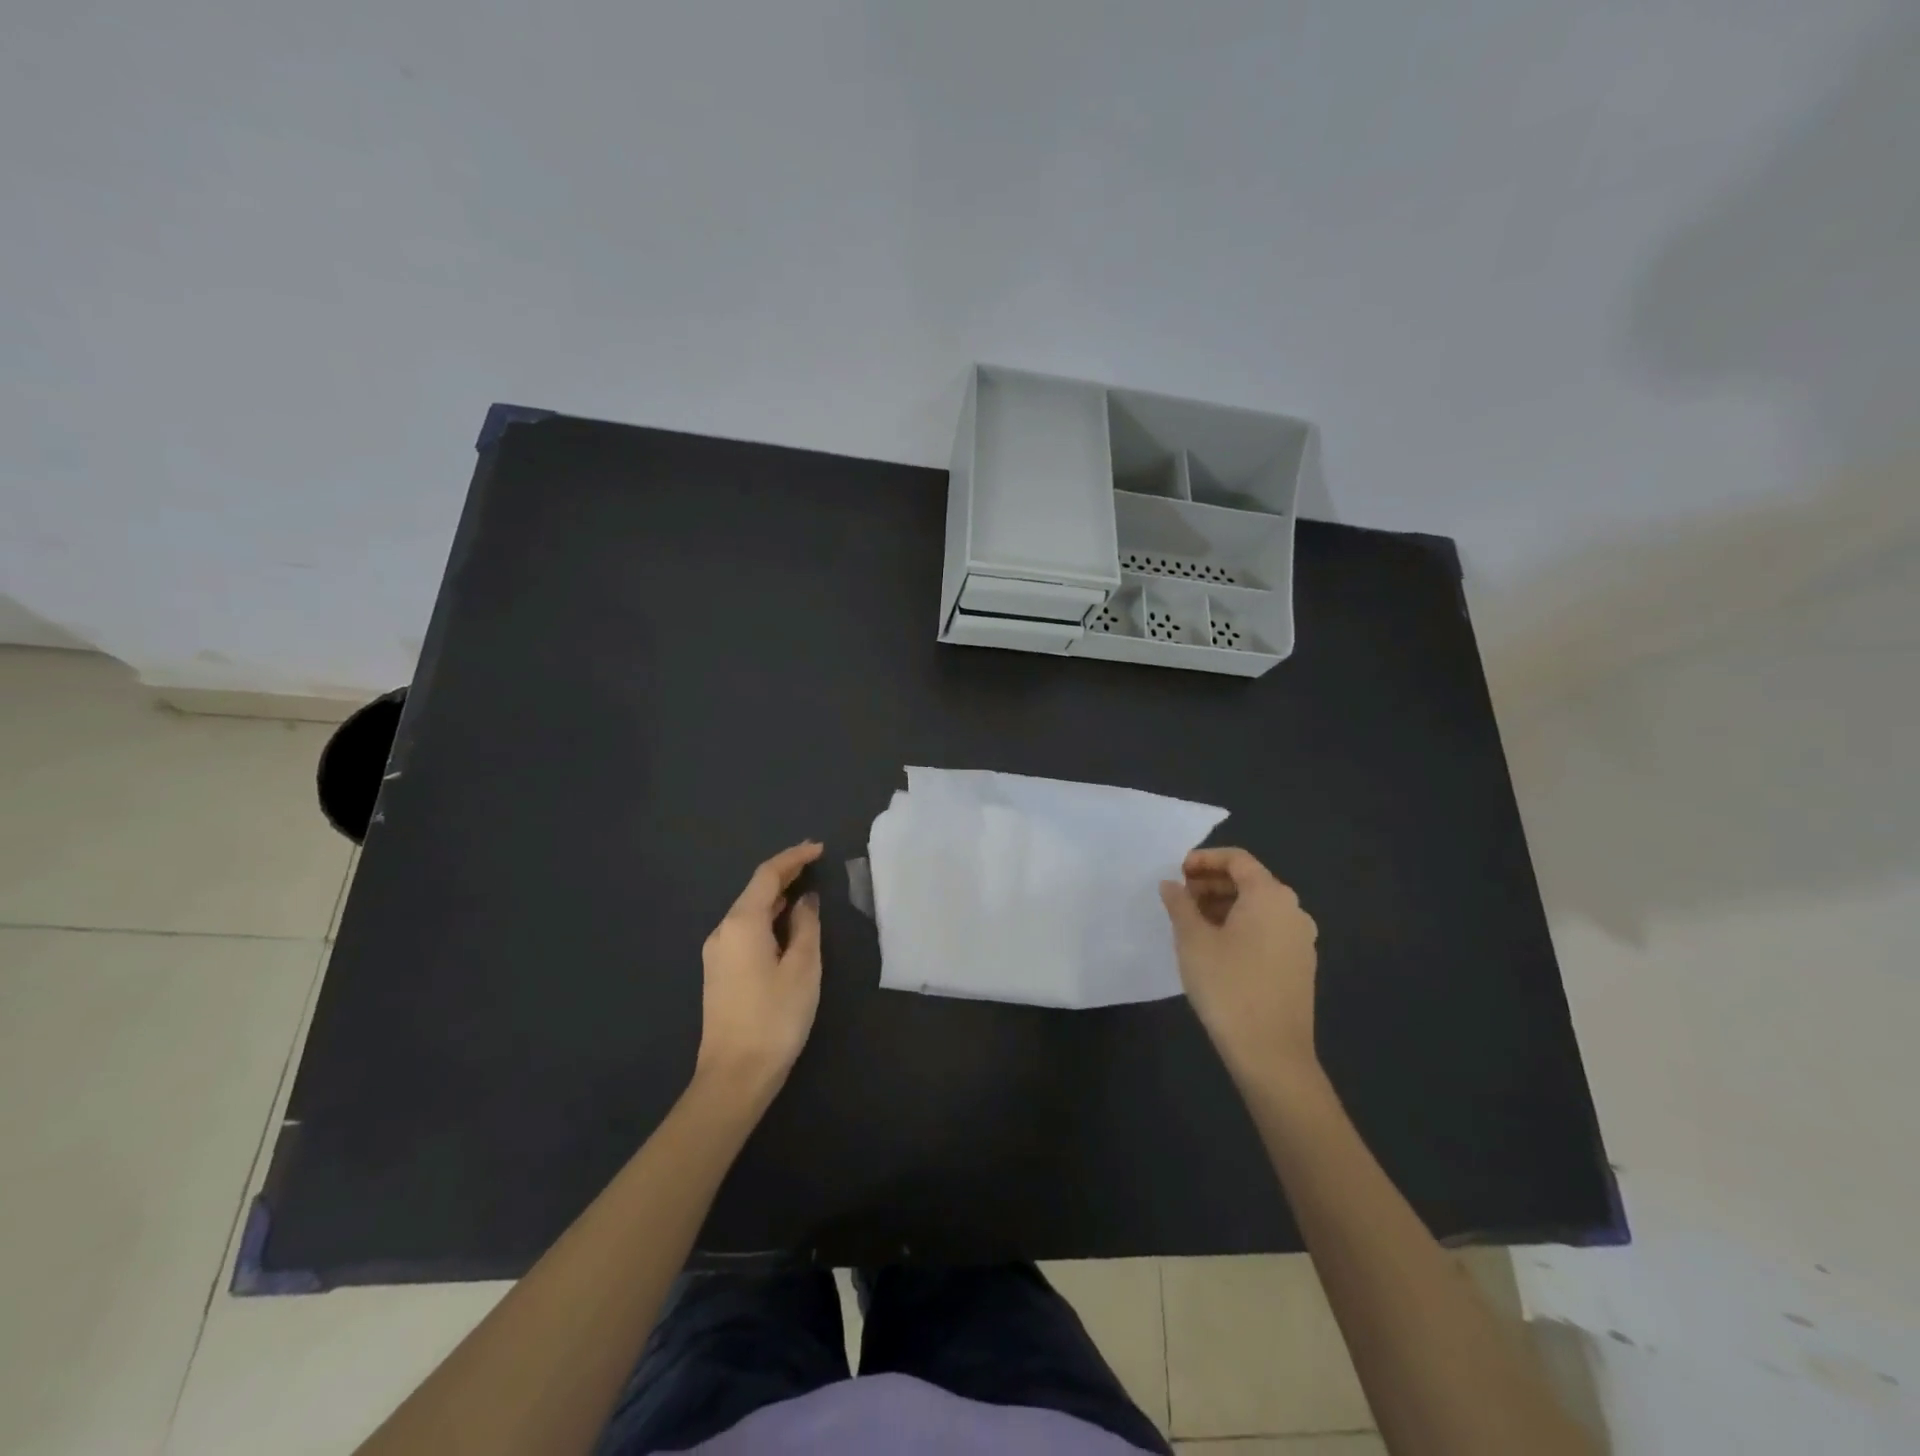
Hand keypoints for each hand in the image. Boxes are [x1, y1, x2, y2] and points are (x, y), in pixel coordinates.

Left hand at [695, 841, 824, 1100]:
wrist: (734, 1076)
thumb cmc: (775, 1017)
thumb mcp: (802, 968)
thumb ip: (805, 926)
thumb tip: (804, 901)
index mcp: (742, 923)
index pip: (767, 875)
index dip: (793, 857)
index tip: (818, 848)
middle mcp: (723, 931)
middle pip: (754, 890)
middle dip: (784, 873)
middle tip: (815, 863)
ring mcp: (717, 953)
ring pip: (748, 911)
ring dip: (776, 896)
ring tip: (805, 888)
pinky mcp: (719, 973)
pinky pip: (745, 930)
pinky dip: (767, 918)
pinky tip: (785, 924)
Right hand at [1161, 847, 1319, 1087]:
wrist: (1271, 1053)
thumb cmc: (1228, 986)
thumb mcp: (1192, 940)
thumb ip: (1180, 904)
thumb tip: (1172, 885)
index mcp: (1269, 895)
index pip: (1237, 859)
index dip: (1204, 859)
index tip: (1176, 872)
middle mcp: (1293, 910)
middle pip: (1250, 881)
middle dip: (1212, 883)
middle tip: (1179, 898)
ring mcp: (1301, 939)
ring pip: (1258, 907)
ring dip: (1224, 906)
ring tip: (1192, 923)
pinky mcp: (1300, 965)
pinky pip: (1268, 930)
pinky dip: (1241, 926)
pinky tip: (1216, 948)